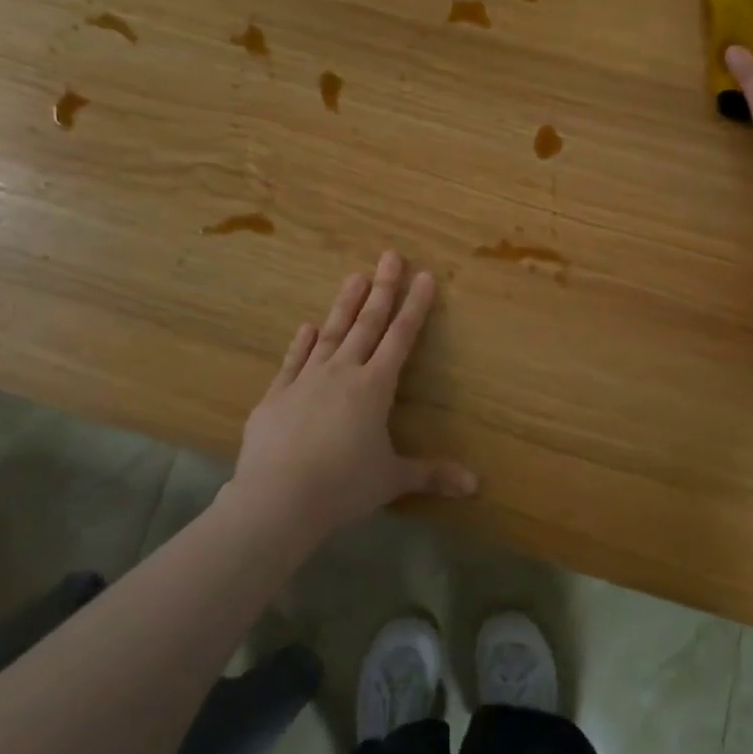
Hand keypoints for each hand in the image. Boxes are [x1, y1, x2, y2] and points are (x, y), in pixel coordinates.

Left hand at [228, 250, 477, 538]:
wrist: (277, 498)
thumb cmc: (342, 486)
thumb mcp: (391, 480)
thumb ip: (431, 475)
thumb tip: (476, 486)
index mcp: (374, 388)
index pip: (401, 338)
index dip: (414, 306)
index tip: (423, 276)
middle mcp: (342, 373)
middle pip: (367, 324)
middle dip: (382, 290)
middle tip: (389, 256)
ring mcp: (306, 380)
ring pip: (330, 333)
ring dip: (344, 305)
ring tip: (354, 276)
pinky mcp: (277, 395)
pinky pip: (293, 361)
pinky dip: (301, 343)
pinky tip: (306, 326)